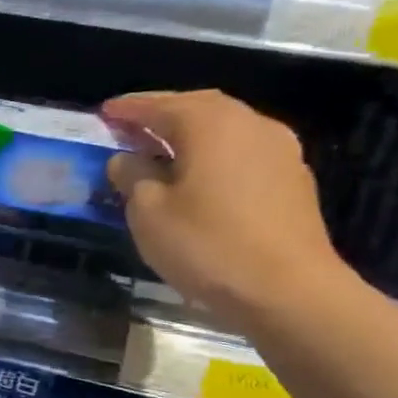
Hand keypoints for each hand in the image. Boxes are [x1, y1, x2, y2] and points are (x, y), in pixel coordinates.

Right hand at [103, 90, 354, 332]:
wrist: (289, 292)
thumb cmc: (208, 246)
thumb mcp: (149, 213)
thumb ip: (133, 177)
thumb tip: (126, 159)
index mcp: (210, 125)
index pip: (160, 106)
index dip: (128, 108)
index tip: (104, 113)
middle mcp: (250, 125)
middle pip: (198, 108)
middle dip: (163, 113)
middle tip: (132, 126)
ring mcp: (279, 151)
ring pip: (225, 129)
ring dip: (191, 134)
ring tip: (163, 150)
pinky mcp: (293, 180)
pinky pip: (243, 152)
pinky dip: (215, 154)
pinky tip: (200, 177)